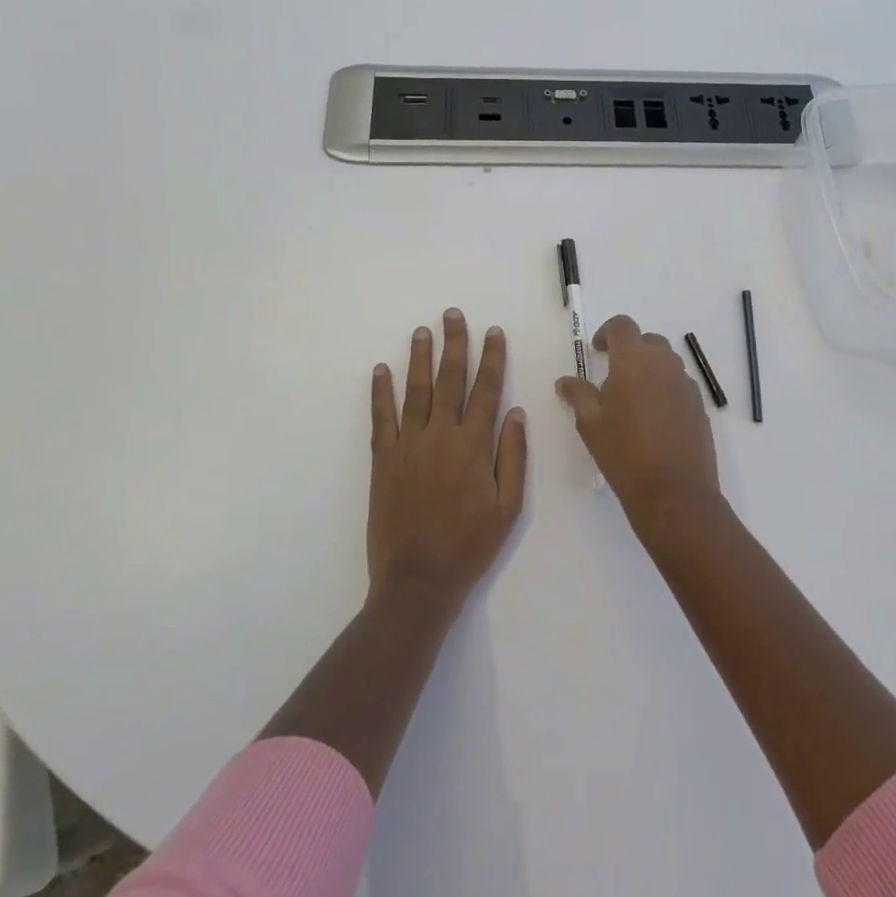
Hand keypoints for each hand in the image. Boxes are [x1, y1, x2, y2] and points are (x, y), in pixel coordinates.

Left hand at [368, 309, 526, 610]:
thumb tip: (515, 412)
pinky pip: (381, 418)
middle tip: (452, 314)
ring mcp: (408, 445)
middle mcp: (441, 436)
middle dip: (454, 344)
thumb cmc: (470, 546)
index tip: (493, 331)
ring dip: (419, 358)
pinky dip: (380, 392)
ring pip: (415, 391)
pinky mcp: (383, 460)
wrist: (417, 581)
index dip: (492, 358)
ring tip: (422, 331)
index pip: (486, 389)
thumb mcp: (508, 507)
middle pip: (449, 380)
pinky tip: (380, 370)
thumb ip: (512, 457)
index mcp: (474, 446)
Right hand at [556, 314, 720, 523]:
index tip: (597, 351)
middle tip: (613, 376)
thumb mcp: (591, 424)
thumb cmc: (624, 453)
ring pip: (666, 363)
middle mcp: (664, 364)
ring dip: (649, 370)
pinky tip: (654, 419)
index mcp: (634, 361)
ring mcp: (686, 384)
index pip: (623, 326)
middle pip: (648, 341)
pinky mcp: (699, 406)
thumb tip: (566, 381)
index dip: (607, 332)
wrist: (674, 492)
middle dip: (630, 350)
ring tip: (633, 400)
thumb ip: (578, 395)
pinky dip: (665, 389)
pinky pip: (679, 385)